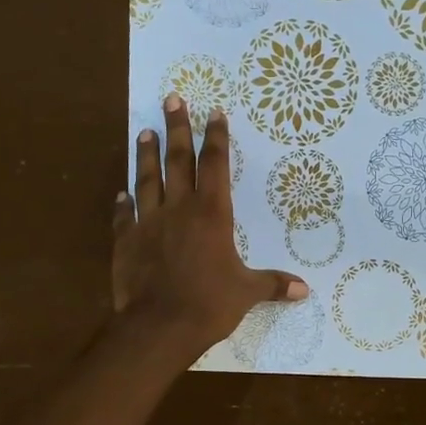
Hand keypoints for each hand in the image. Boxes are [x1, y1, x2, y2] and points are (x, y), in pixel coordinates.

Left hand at [113, 97, 306, 361]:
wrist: (159, 326)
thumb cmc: (210, 303)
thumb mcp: (247, 292)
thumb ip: (273, 284)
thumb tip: (304, 289)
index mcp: (212, 214)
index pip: (215, 166)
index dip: (216, 138)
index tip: (214, 113)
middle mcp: (179, 209)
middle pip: (178, 160)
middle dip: (177, 128)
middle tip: (171, 98)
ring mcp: (148, 223)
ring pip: (147, 179)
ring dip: (146, 154)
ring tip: (145, 131)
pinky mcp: (126, 242)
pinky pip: (123, 216)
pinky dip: (123, 204)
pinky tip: (121, 193)